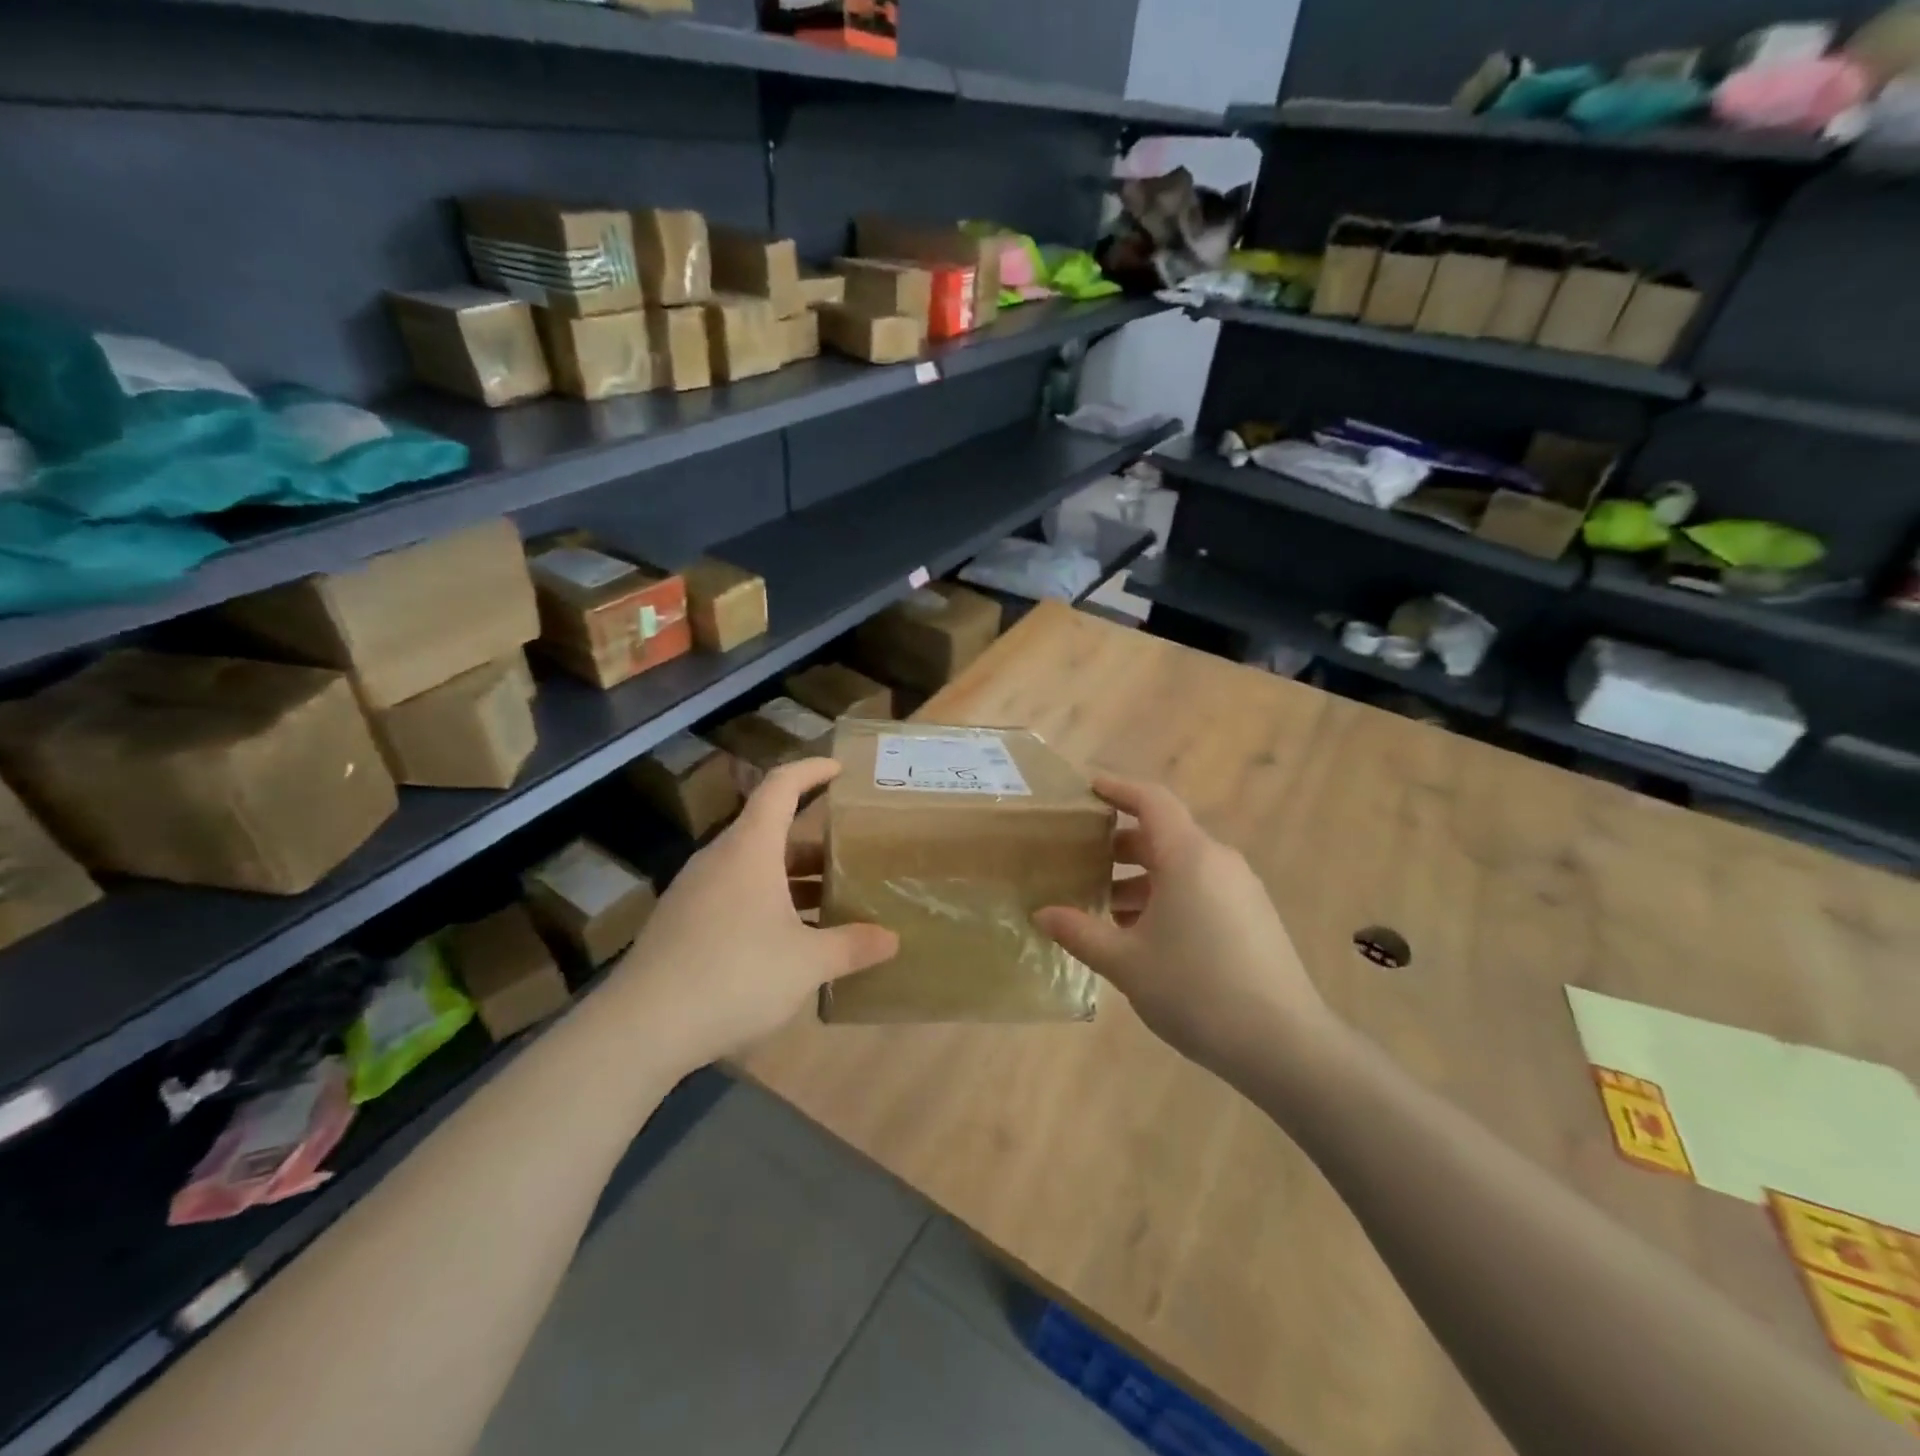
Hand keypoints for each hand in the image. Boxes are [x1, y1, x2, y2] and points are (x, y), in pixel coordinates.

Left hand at [608, 758, 897, 1068]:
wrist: (641, 1028)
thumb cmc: (735, 975)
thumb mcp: (806, 963)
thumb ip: (852, 946)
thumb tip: (892, 940)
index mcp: (749, 849)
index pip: (780, 787)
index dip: (811, 771)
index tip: (839, 770)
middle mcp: (719, 860)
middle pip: (770, 832)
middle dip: (813, 842)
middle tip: (850, 856)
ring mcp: (693, 891)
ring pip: (751, 867)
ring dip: (790, 878)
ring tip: (827, 902)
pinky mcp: (679, 923)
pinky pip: (732, 895)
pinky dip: (765, 903)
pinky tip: (785, 942)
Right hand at [1033, 776, 1335, 1073]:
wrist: (1284, 1045)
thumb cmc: (1196, 990)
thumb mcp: (1126, 962)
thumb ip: (1080, 932)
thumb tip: (1043, 914)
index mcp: (1188, 857)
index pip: (1151, 801)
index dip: (1117, 788)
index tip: (1087, 788)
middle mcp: (1218, 861)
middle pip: (1163, 835)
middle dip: (1119, 845)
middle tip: (1080, 861)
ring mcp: (1241, 889)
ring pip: (1181, 866)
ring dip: (1141, 878)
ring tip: (1105, 908)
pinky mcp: (1253, 917)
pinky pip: (1201, 889)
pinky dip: (1167, 897)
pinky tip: (1144, 935)